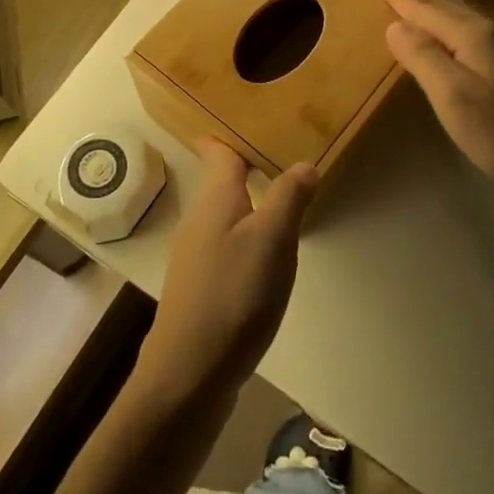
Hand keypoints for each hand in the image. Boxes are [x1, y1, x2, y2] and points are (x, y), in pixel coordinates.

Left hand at [135, 140, 316, 408]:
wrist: (188, 374)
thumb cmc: (234, 294)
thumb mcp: (272, 239)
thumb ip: (288, 197)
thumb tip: (304, 163)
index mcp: (215, 200)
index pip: (218, 154)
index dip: (225, 137)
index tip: (241, 119)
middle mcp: (199, 221)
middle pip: (219, 184)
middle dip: (241, 168)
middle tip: (275, 154)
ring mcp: (195, 258)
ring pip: (223, 217)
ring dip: (246, 204)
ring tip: (277, 198)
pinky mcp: (200, 290)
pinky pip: (225, 247)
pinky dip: (244, 237)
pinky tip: (263, 255)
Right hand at [374, 0, 493, 193]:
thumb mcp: (452, 96)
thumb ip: (422, 57)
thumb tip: (396, 25)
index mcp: (472, 36)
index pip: (425, 9)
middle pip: (448, 5)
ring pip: (467, 14)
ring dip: (441, 0)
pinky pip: (481, 27)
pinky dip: (460, 17)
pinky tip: (466, 23)